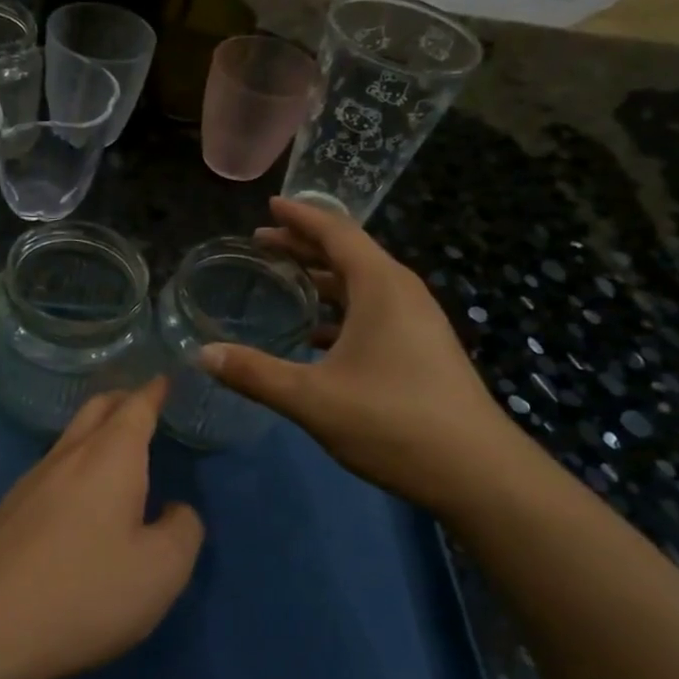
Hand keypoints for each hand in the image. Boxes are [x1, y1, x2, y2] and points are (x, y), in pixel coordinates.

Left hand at [0, 379, 203, 678]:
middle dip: (124, 399)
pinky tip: (83, 492)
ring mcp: (33, 479)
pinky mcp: (11, 507)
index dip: (155, 390)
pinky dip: (79, 460)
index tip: (167, 377)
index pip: (136, 406)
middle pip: (97, 408)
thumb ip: (183, 530)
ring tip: (120, 445)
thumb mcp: (161, 571)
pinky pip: (55, 465)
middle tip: (147, 403)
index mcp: (111, 457)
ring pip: (72, 436)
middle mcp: (69, 455)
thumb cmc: (85, 591)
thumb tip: (176, 510)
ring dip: (98, 429)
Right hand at [200, 197, 524, 513]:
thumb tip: (202, 354)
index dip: (299, 217)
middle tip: (262, 242)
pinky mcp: (421, 348)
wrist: (476, 472)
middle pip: (348, 254)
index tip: (269, 206)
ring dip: (322, 279)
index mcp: (380, 286)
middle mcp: (402, 293)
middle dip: (304, 245)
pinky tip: (315, 335)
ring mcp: (416, 321)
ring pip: (362, 285)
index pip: (336, 232)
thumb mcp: (312, 399)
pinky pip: (373, 311)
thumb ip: (255, 373)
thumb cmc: (392, 422)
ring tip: (284, 280)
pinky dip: (340, 310)